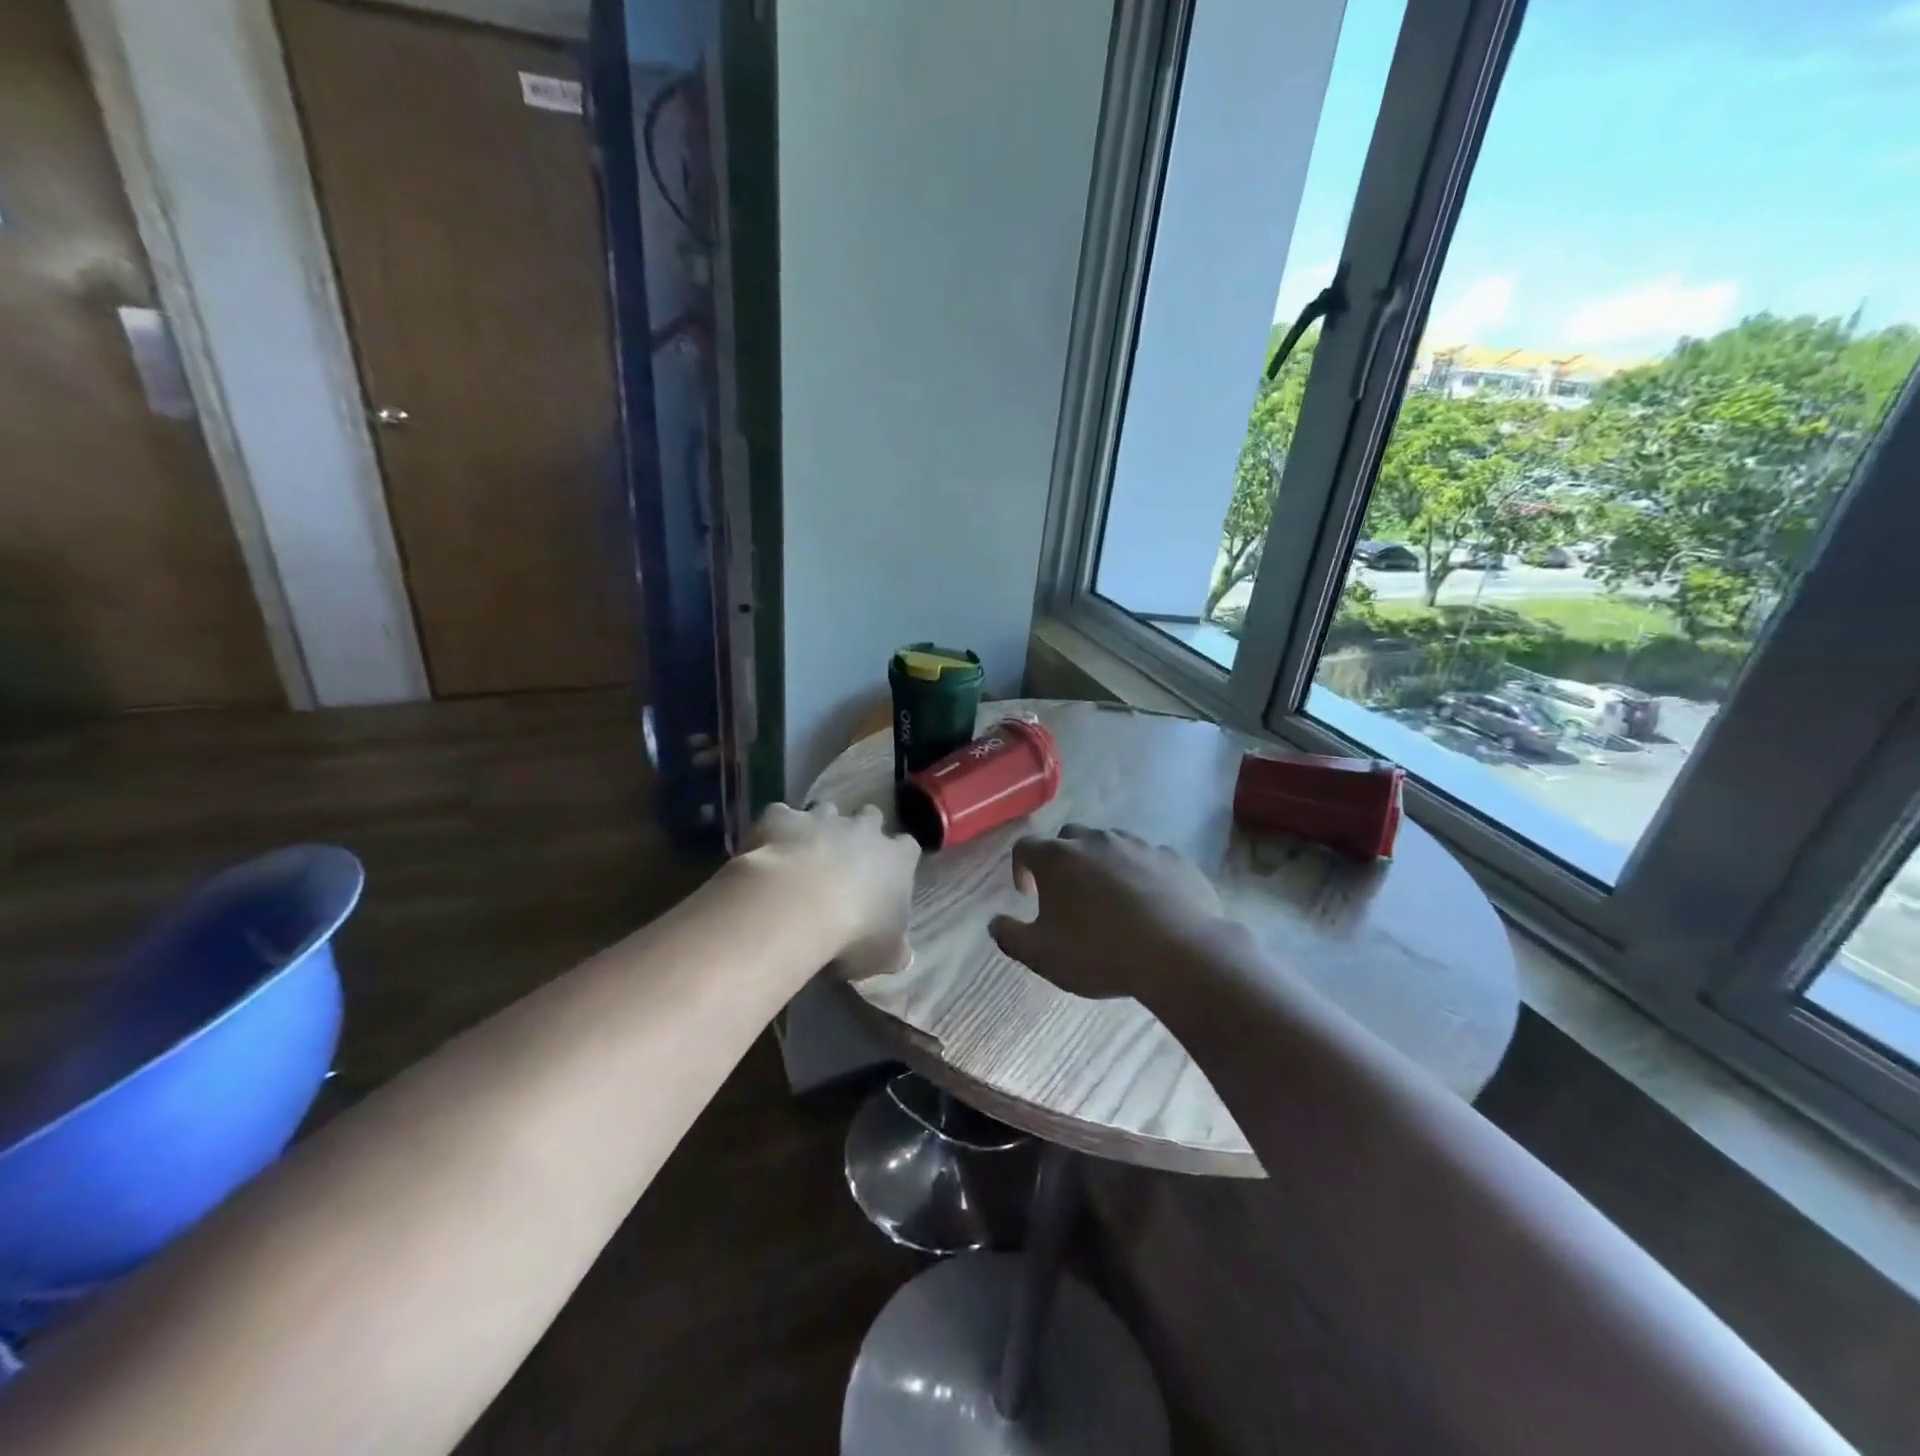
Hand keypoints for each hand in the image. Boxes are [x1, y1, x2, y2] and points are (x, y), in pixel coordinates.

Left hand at [751, 801, 920, 979]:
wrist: (797, 906)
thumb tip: (903, 956)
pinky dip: (775, 830)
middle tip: (846, 856)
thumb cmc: (854, 933)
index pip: (908, 847)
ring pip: (826, 809)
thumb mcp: (885, 954)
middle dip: (861, 830)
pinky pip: (779, 816)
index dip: (898, 857)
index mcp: (896, 860)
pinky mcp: (782, 818)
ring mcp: (821, 818)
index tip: (888, 872)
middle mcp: (863, 829)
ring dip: (818, 826)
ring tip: (804, 852)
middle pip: (870, 816)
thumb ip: (895, 950)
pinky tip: (766, 850)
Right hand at [988, 824, 1239, 1003]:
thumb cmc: (1100, 953)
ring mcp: (1137, 845)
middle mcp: (1094, 841)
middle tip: (1067, 895)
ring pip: (1109, 845)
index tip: (1027, 893)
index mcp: (1057, 858)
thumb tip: (994, 923)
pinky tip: (1147, 904)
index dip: (1020, 867)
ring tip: (1108, 900)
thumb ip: (1010, 937)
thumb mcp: (1042, 956)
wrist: (1179, 953)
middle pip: (1068, 839)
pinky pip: (1147, 859)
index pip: (1024, 847)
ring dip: (1101, 865)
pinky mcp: (1172, 858)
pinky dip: (1139, 874)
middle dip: (1062, 862)